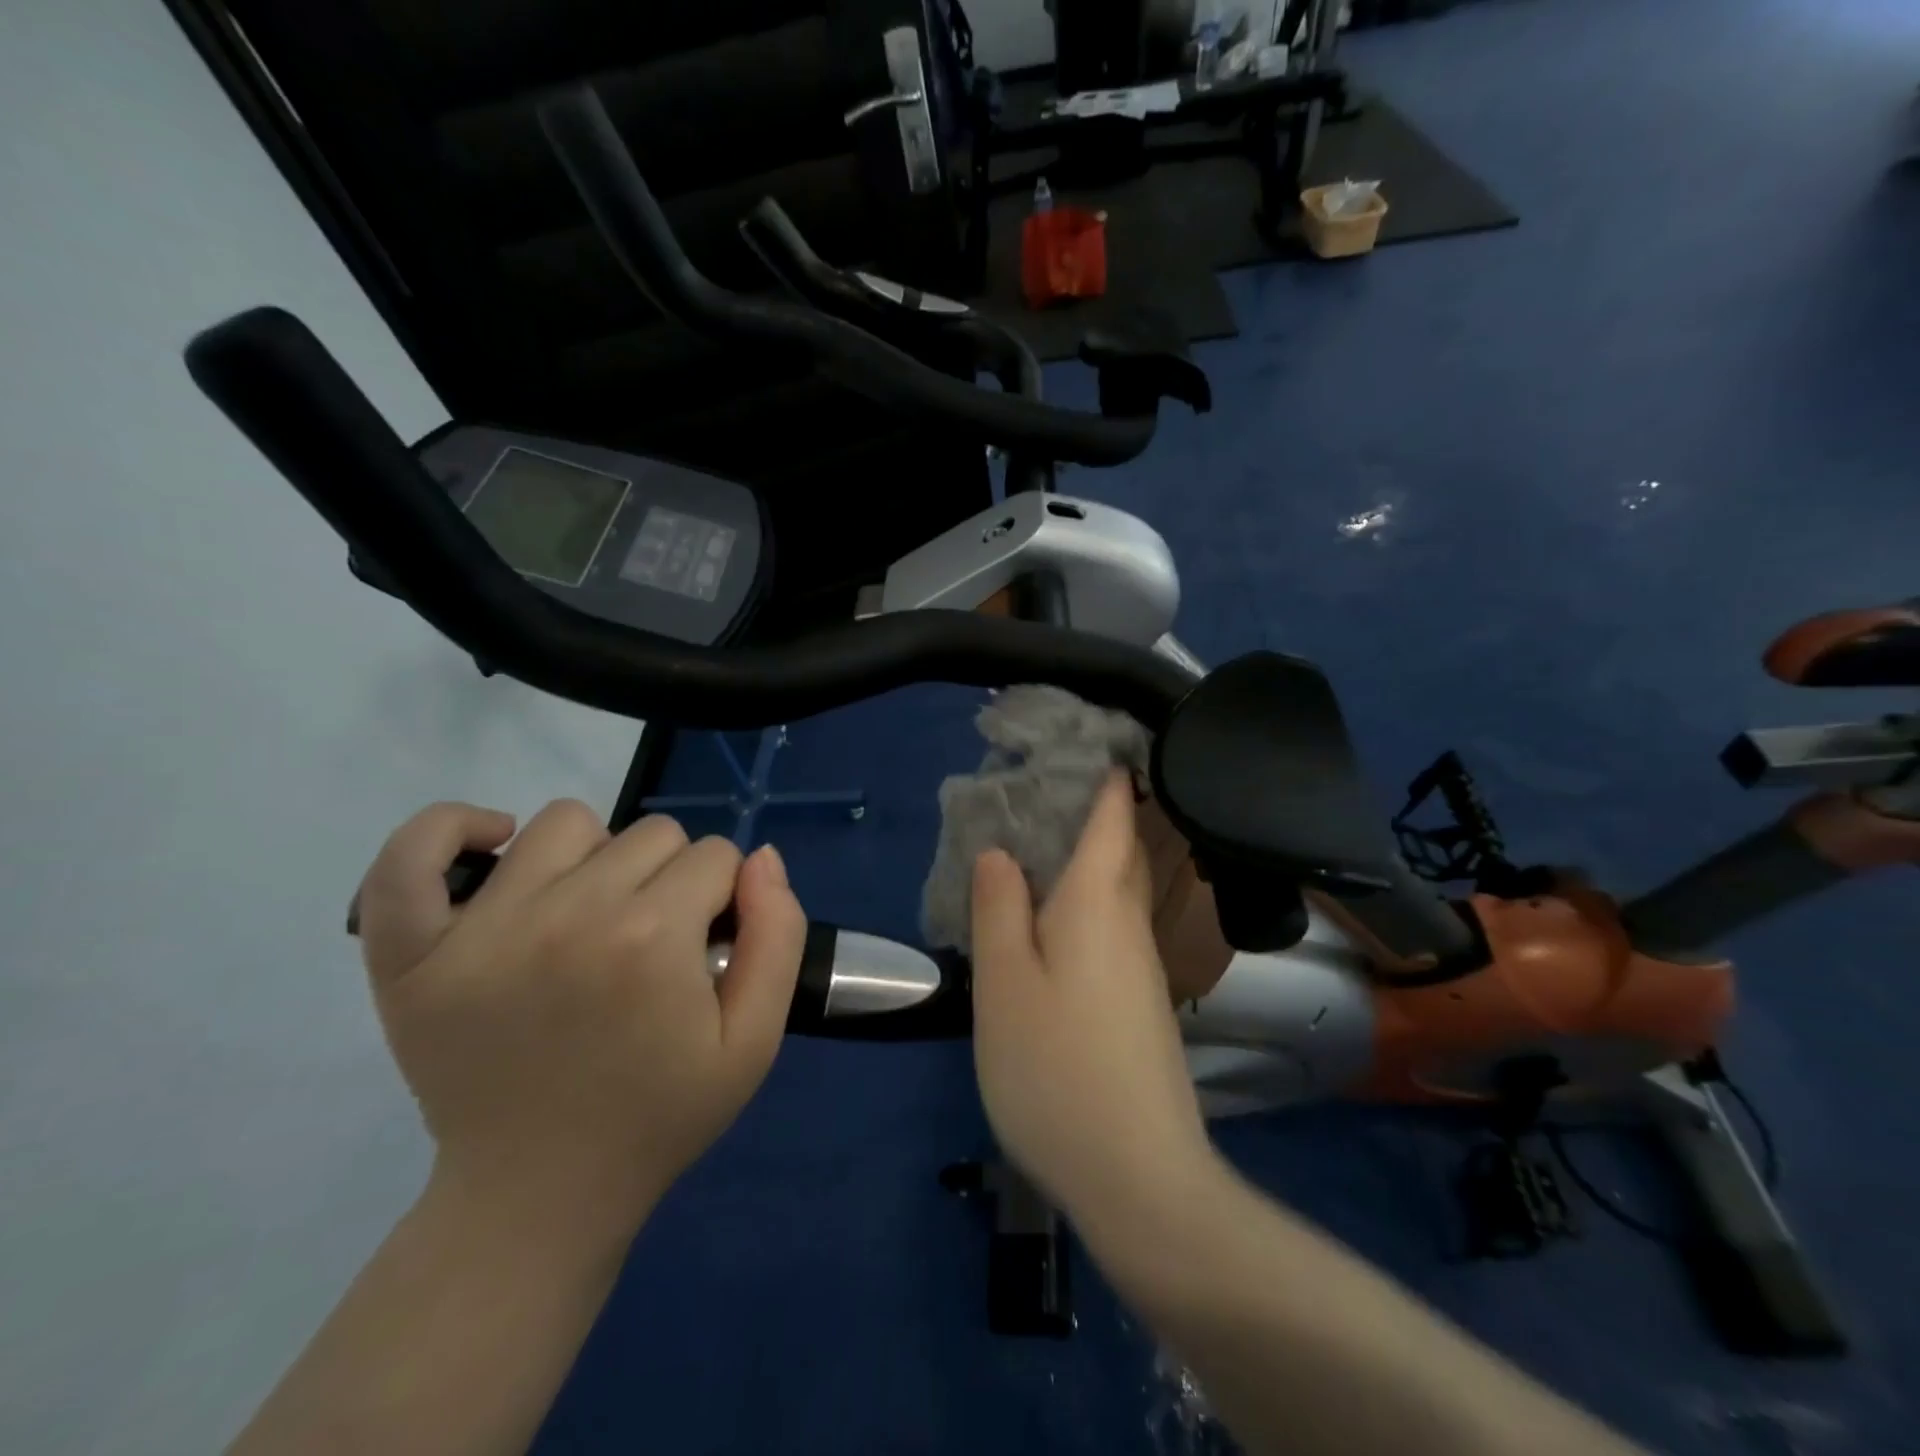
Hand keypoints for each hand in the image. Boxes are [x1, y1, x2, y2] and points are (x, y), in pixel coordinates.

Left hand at [354, 800, 807, 1227]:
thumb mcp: (754, 1041)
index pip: (716, 856)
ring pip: (565, 823)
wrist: (538, 1196)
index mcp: (652, 937)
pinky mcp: (413, 953)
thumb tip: (761, 859)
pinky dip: (450, 831)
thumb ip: (779, 937)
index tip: (705, 949)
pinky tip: (494, 848)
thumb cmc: (659, 1115)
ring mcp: (481, 928)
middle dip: (673, 879)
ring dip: (597, 857)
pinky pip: (413, 856)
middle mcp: (568, 914)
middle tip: (653, 945)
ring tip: (590, 915)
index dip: (724, 898)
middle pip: (651, 833)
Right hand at [969, 774, 1216, 1223]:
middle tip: (1051, 784)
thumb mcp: (1005, 982)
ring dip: (1090, 856)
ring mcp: (1140, 966)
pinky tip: (1053, 919)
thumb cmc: (1056, 1067)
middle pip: (1120, 849)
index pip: (1112, 817)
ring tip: (1041, 841)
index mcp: (1097, 902)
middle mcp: (1128, 923)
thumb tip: (1000, 853)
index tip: (1091, 738)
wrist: (1138, 1176)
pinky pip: (1112, 926)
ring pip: (1116, 890)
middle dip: (1099, 810)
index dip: (1107, 775)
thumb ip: (998, 908)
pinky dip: (1087, 901)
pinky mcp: (1139, 1002)